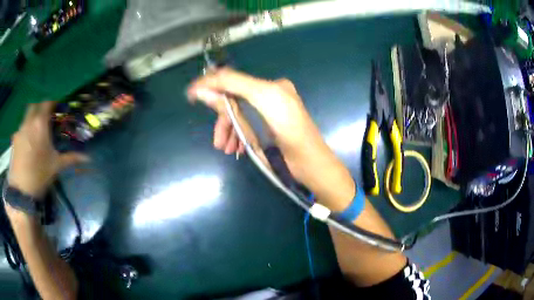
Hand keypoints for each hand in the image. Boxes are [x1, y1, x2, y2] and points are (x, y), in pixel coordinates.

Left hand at [8, 101, 88, 198]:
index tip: (56, 108)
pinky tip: (27, 145)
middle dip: (40, 108)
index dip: (52, 103)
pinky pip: (20, 129)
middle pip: (34, 105)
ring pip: (26, 117)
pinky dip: (25, 132)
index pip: (47, 103)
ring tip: (35, 134)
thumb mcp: (56, 166)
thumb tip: (88, 158)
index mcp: (40, 124)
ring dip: (31, 120)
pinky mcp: (14, 140)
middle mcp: (29, 121)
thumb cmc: (40, 175)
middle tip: (44, 118)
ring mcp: (20, 130)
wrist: (21, 190)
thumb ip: (71, 158)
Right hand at [187, 68, 354, 210]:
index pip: (231, 79)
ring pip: (244, 106)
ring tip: (227, 149)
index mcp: (269, 91)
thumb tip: (204, 94)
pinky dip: (244, 127)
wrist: (315, 167)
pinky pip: (255, 111)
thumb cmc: (288, 154)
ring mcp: (279, 97)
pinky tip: (239, 145)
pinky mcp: (281, 107)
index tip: (190, 93)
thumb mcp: (254, 134)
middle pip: (236, 95)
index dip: (208, 84)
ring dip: (232, 127)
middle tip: (216, 141)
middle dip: (223, 119)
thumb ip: (229, 110)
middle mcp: (274, 88)